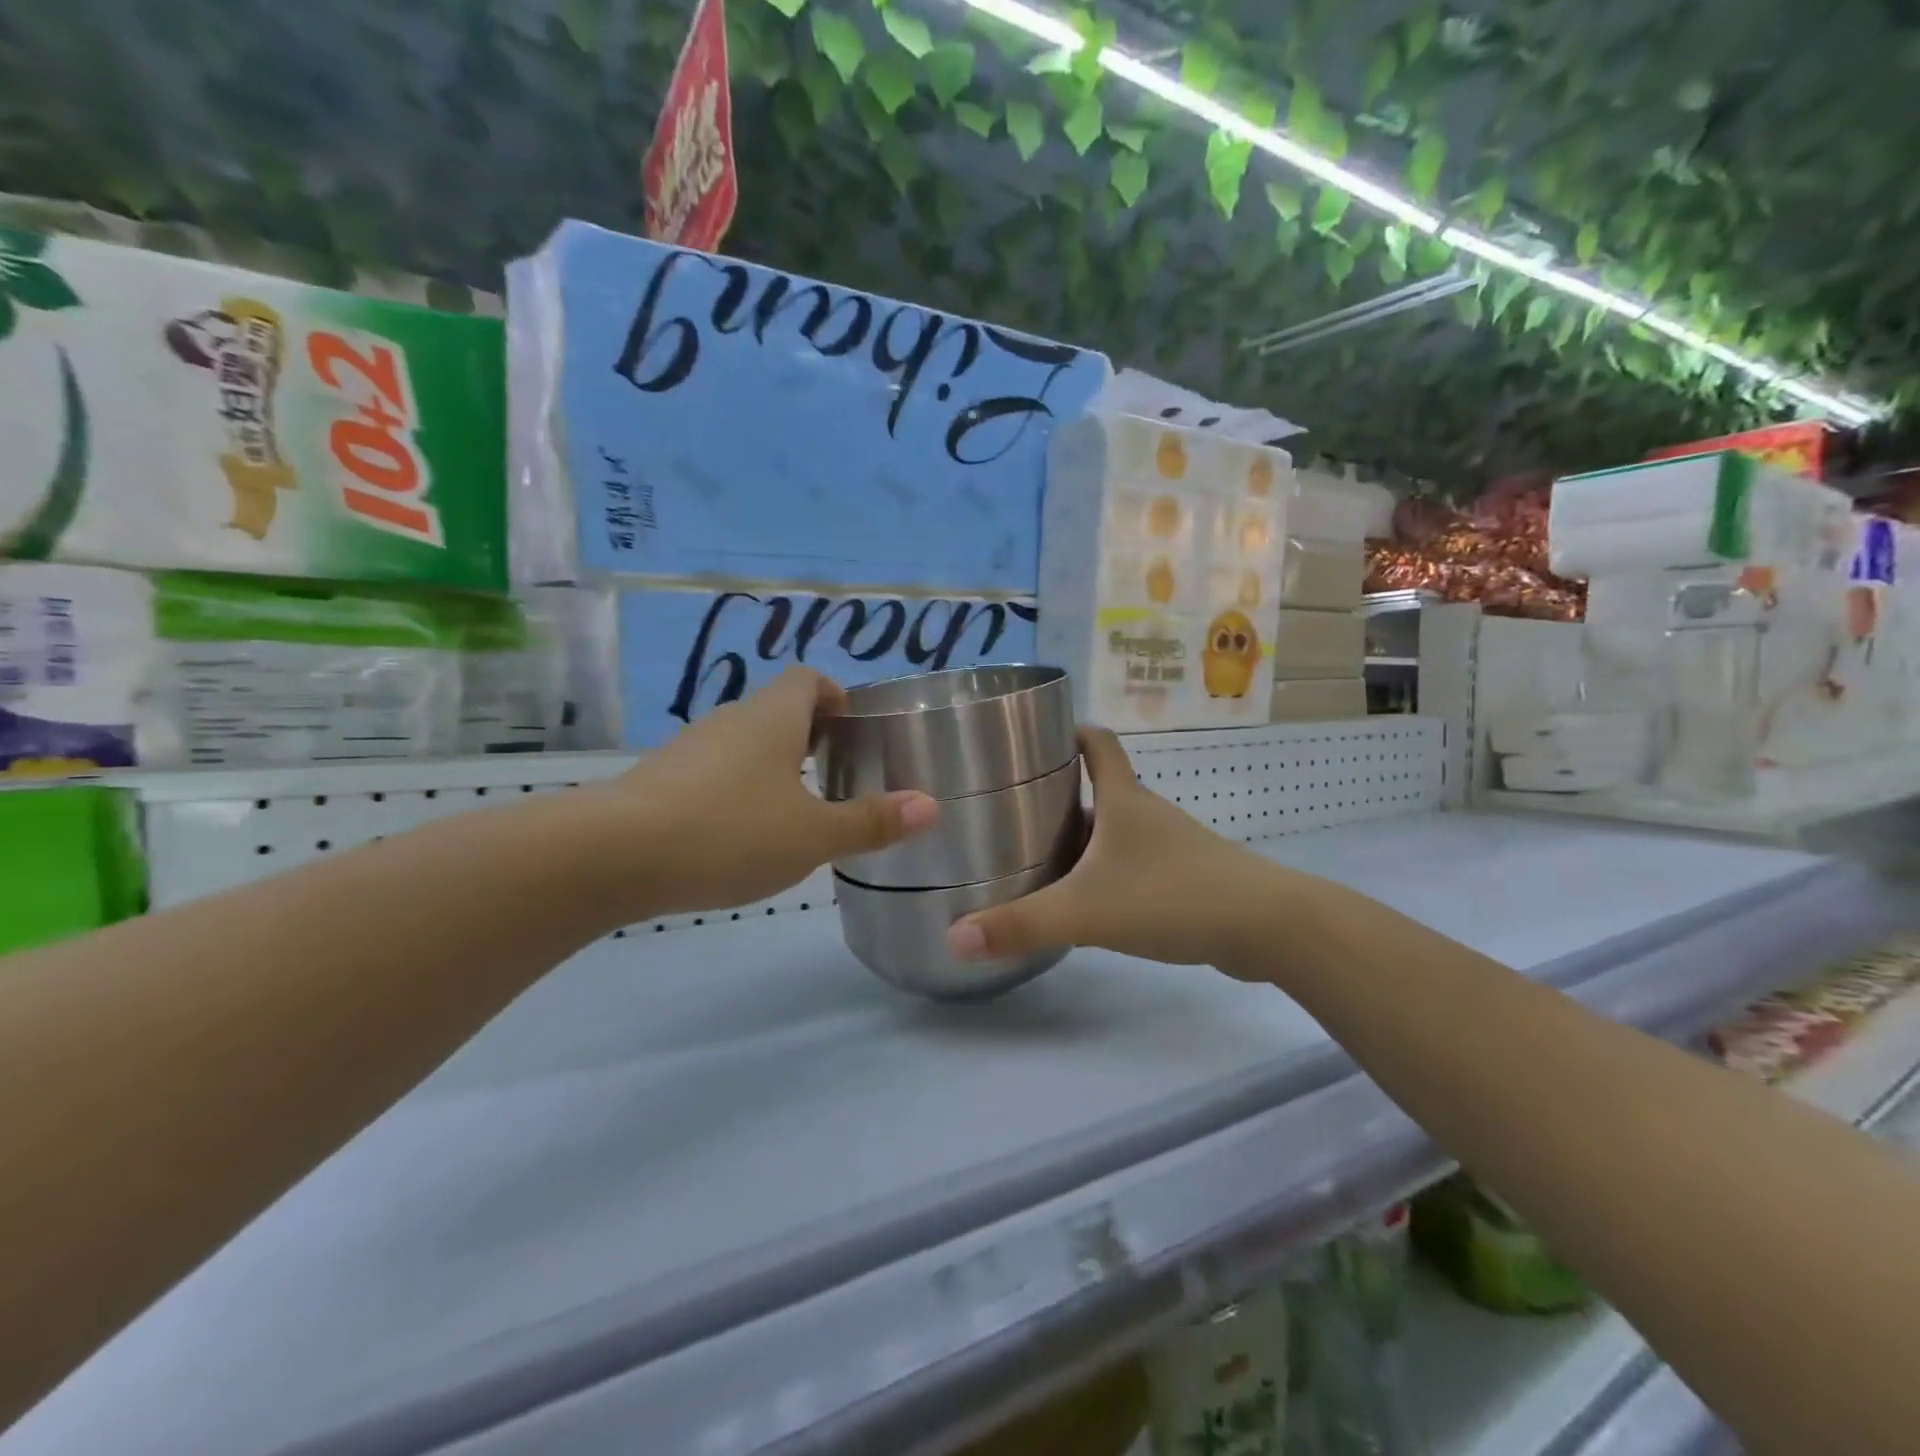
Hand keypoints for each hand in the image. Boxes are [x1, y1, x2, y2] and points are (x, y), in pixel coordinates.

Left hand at [589, 667, 936, 918]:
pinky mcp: (660, 780)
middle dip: (812, 736)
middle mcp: (731, 720)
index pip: (809, 679)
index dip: (837, 696)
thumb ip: (871, 822)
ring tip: (797, 810)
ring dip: (774, 765)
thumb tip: (931, 806)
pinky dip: (738, 789)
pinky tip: (741, 834)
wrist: (612, 856)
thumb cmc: (729, 832)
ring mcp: (690, 748)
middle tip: (839, 776)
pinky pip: (714, 771)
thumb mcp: (812, 836)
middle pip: (778, 710)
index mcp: (773, 717)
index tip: (856, 732)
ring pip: (745, 743)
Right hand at [944, 727, 1284, 973]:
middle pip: (1101, 787)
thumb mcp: (1085, 911)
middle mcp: (1147, 813)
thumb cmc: (1172, 896)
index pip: (1097, 741)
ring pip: (1118, 829)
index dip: (1068, 730)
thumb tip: (954, 938)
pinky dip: (1109, 870)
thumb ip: (1021, 925)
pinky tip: (1090, 900)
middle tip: (1013, 809)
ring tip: (1040, 855)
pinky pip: (1136, 862)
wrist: (1269, 927)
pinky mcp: (1188, 877)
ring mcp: (1172, 845)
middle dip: (1060, 792)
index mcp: (1123, 800)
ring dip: (1084, 835)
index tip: (1033, 737)